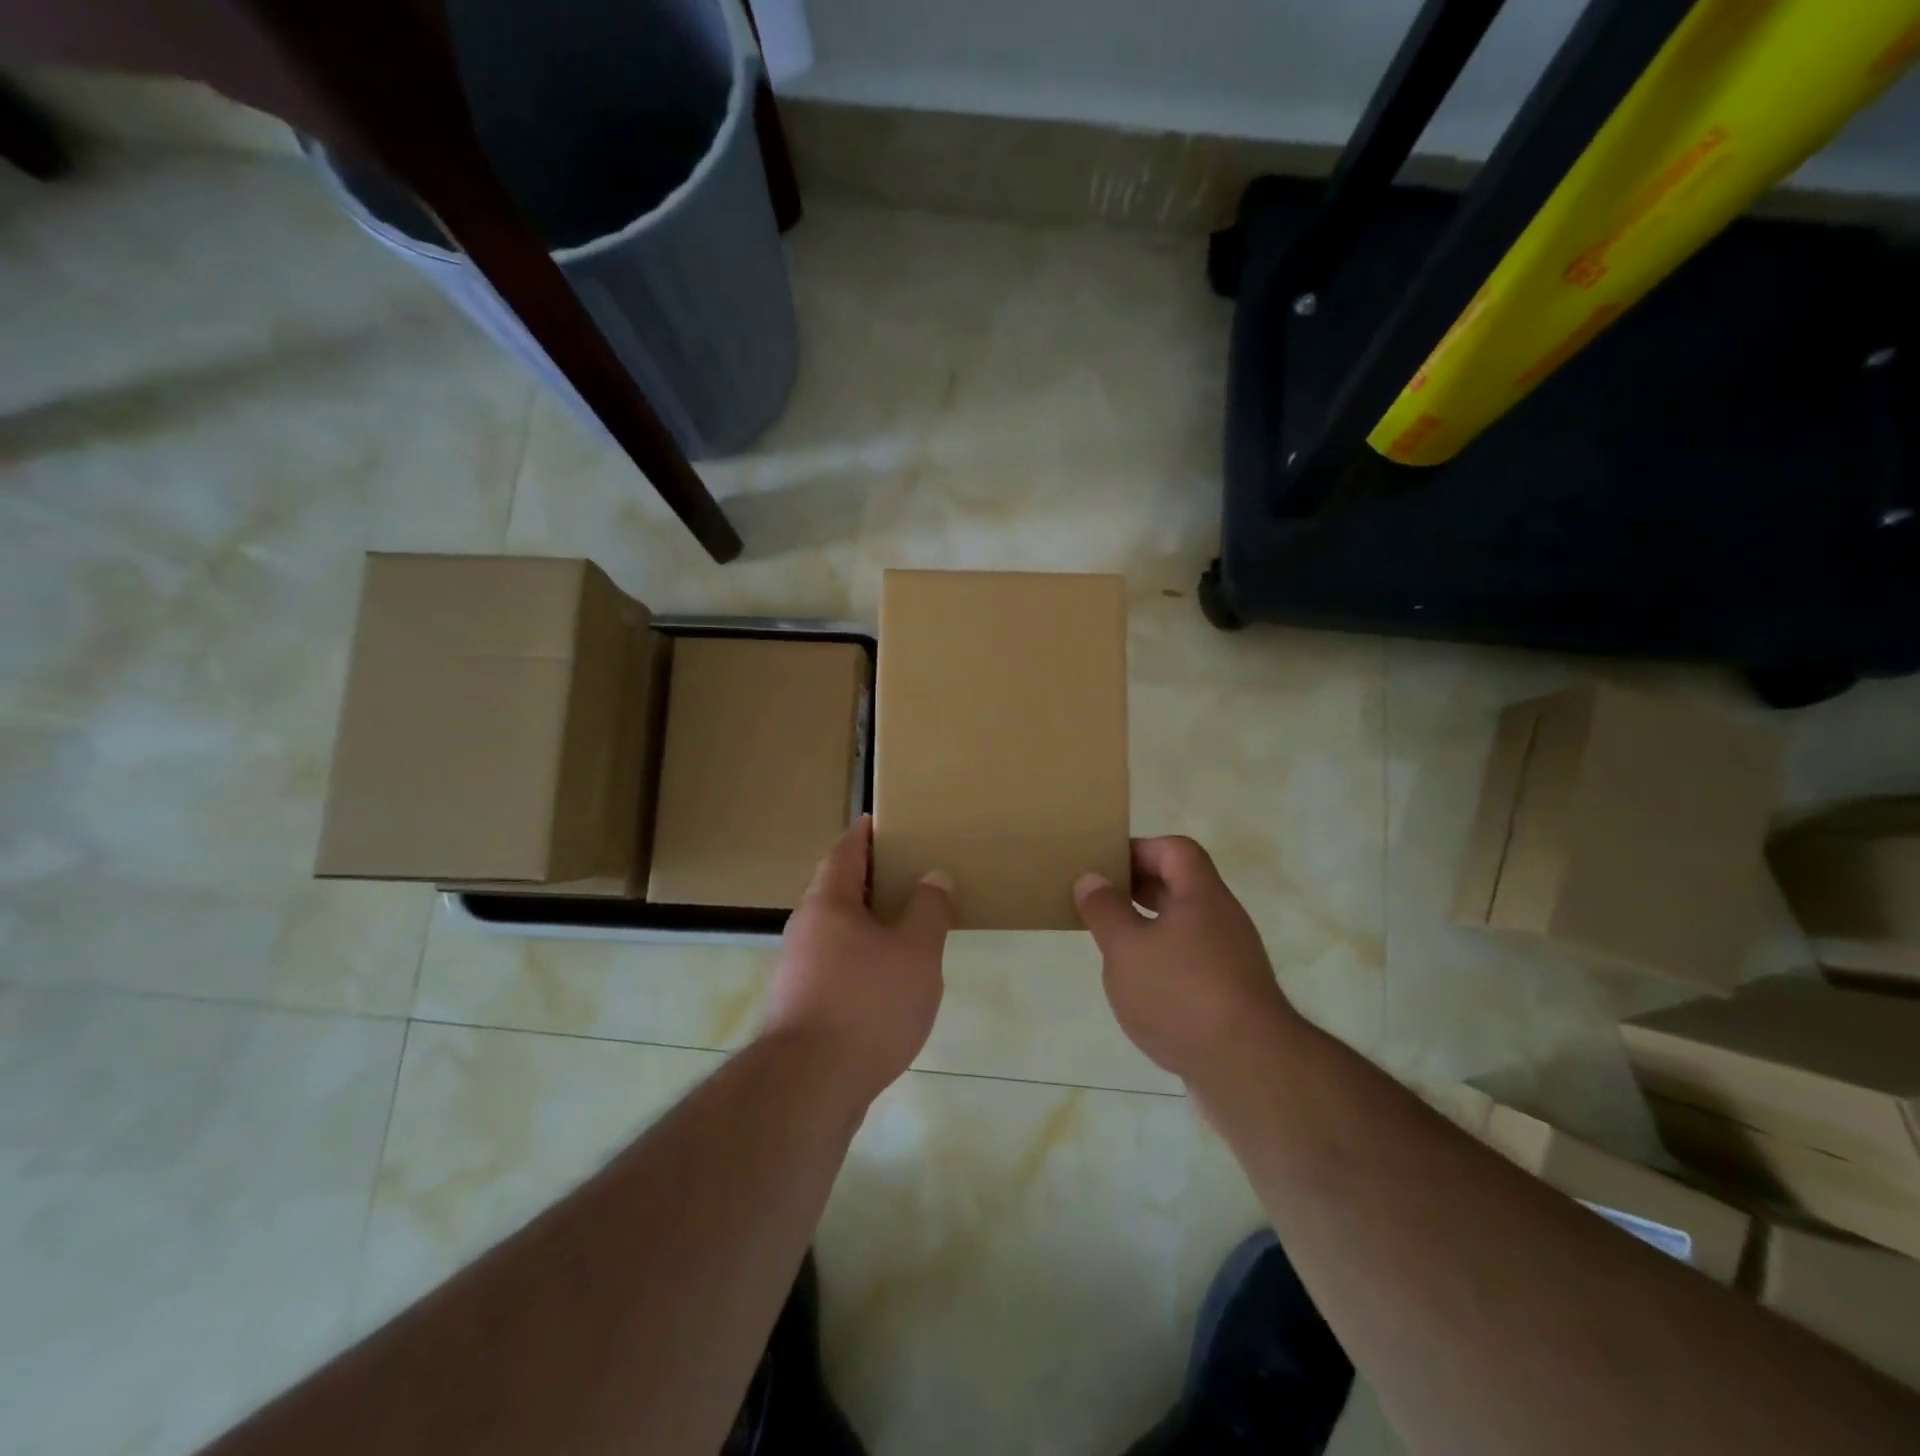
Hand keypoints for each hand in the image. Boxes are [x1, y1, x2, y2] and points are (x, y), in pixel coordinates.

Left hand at [763, 816, 951, 1105]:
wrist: (809, 1086)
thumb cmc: (867, 1004)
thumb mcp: (915, 953)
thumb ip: (928, 910)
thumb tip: (933, 876)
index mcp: (828, 903)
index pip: (844, 852)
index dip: (863, 835)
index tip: (878, 822)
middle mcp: (804, 928)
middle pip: (834, 889)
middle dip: (866, 879)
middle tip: (903, 872)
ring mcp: (796, 969)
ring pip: (833, 930)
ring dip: (863, 921)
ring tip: (902, 925)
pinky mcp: (799, 1005)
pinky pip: (833, 963)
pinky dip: (858, 957)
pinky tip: (884, 979)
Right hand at [1074, 836, 1301, 1084]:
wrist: (1249, 1071)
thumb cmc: (1180, 994)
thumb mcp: (1126, 947)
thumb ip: (1105, 910)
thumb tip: (1092, 878)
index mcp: (1201, 896)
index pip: (1175, 850)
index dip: (1139, 849)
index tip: (1103, 866)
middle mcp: (1222, 920)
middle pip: (1180, 887)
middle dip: (1138, 888)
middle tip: (1098, 900)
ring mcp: (1231, 961)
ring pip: (1184, 928)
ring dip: (1148, 929)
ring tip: (1111, 945)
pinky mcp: (1231, 998)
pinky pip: (1191, 964)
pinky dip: (1163, 965)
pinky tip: (1139, 990)